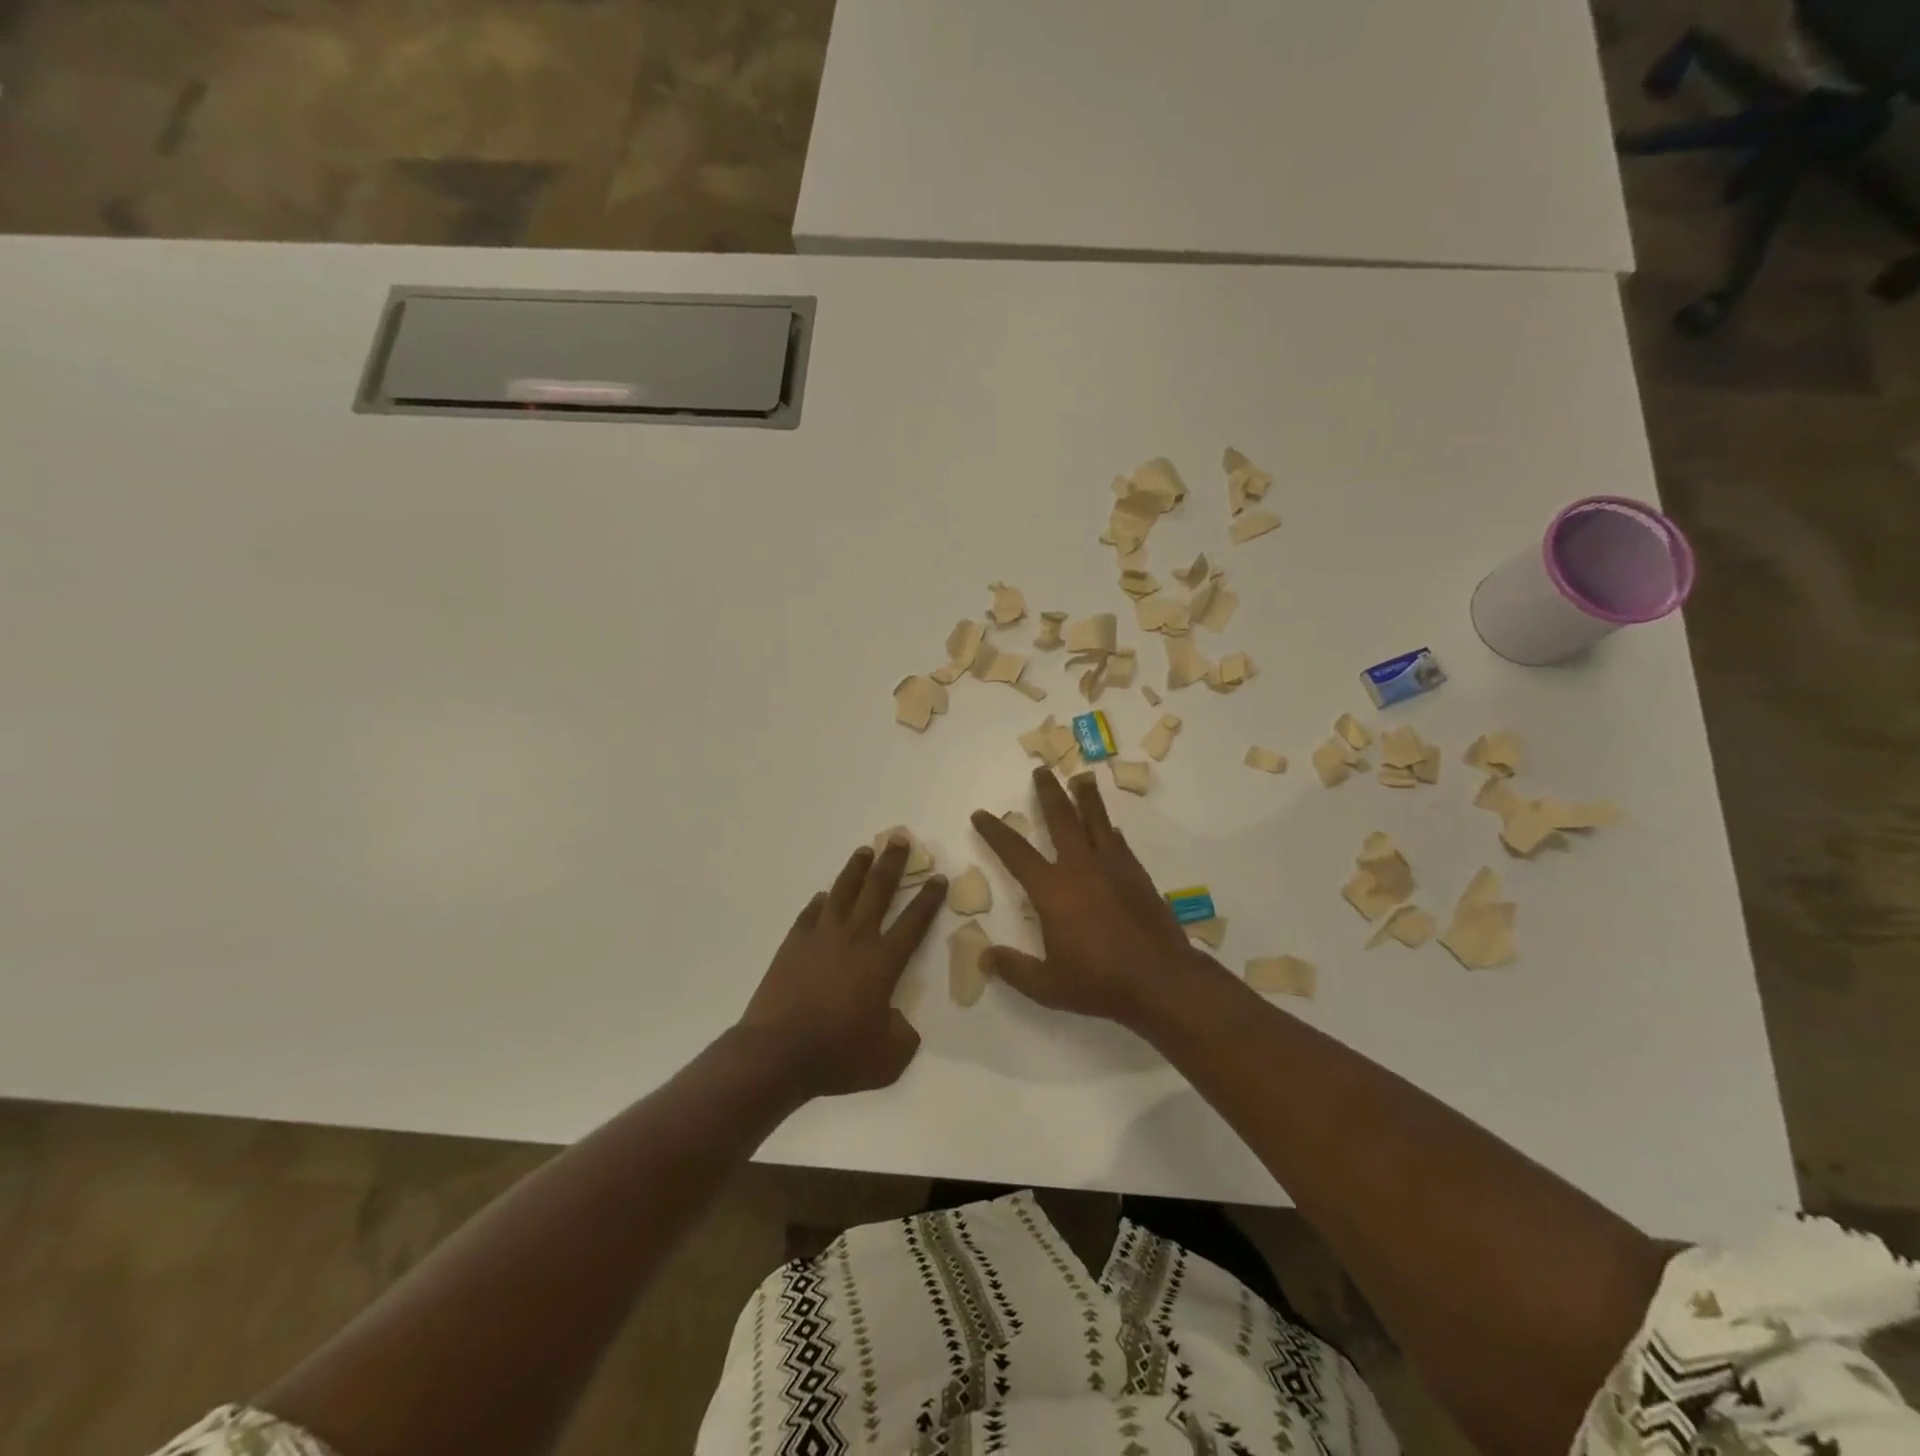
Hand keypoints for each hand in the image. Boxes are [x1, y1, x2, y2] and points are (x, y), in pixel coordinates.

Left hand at [735, 837, 945, 1099]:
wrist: (777, 1053)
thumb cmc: (837, 1055)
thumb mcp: (888, 1058)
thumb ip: (903, 1035)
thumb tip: (902, 1022)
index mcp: (883, 962)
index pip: (914, 921)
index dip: (929, 898)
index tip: (938, 876)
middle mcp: (855, 939)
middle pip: (878, 891)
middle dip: (893, 864)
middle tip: (900, 839)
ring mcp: (821, 937)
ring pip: (843, 892)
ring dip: (856, 869)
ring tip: (865, 851)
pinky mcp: (793, 945)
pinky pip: (810, 914)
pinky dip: (820, 902)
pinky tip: (824, 897)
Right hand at [969, 767, 1206, 1029]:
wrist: (1161, 980)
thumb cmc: (1099, 982)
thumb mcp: (1047, 986)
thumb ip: (1014, 969)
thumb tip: (985, 957)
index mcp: (1052, 890)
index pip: (1015, 852)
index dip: (995, 832)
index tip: (981, 814)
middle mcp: (1080, 868)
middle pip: (1061, 818)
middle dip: (1048, 792)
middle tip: (1042, 770)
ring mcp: (1112, 867)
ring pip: (1096, 821)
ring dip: (1086, 797)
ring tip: (1083, 777)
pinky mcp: (1137, 875)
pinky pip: (1118, 842)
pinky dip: (1109, 829)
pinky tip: (1110, 827)